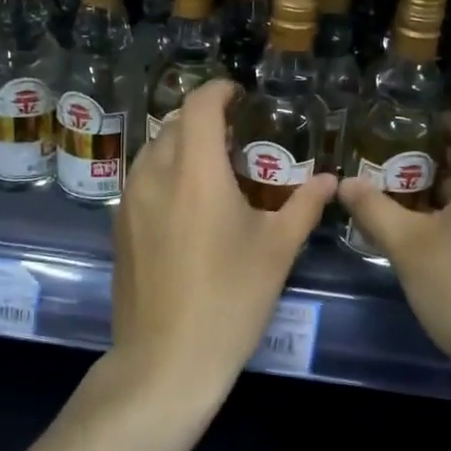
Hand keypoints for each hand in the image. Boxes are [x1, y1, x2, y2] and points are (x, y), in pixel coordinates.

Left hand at [111, 80, 335, 399]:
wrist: (166, 360)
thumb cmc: (230, 299)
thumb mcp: (276, 251)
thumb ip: (304, 206)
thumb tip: (331, 180)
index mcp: (195, 172)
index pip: (199, 106)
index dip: (219, 91)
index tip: (240, 96)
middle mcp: (155, 175)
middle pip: (174, 124)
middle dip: (203, 119)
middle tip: (236, 137)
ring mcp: (130, 201)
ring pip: (153, 150)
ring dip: (181, 145)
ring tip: (212, 168)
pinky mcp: (119, 226)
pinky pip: (142, 179)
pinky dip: (165, 172)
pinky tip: (187, 204)